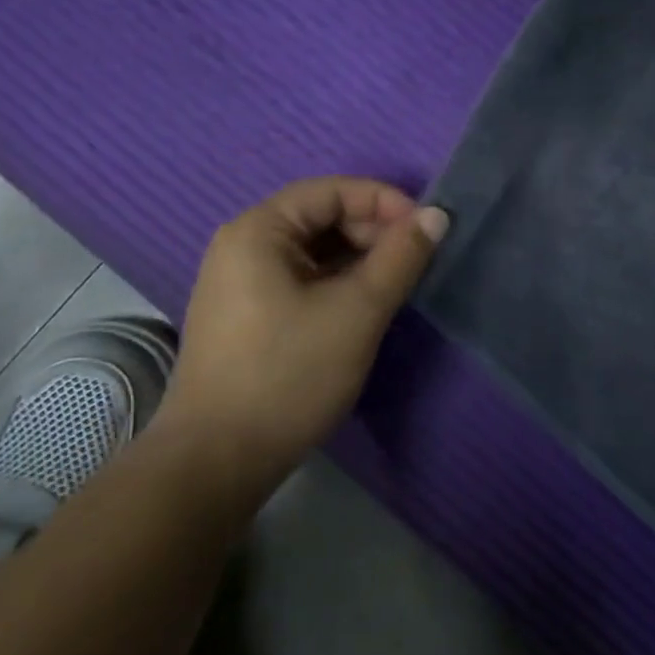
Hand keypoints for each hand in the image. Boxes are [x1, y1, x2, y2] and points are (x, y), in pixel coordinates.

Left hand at [161, 177, 448, 485]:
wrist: (218, 462)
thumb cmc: (289, 374)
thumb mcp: (357, 311)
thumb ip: (401, 257)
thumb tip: (436, 215)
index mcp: (258, 231)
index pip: (331, 192)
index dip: (384, 203)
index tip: (426, 230)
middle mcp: (242, 246)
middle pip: (321, 217)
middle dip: (373, 232)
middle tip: (414, 262)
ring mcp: (241, 283)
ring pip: (314, 252)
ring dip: (360, 260)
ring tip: (396, 285)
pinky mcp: (248, 316)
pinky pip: (302, 279)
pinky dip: (338, 283)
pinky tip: (365, 307)